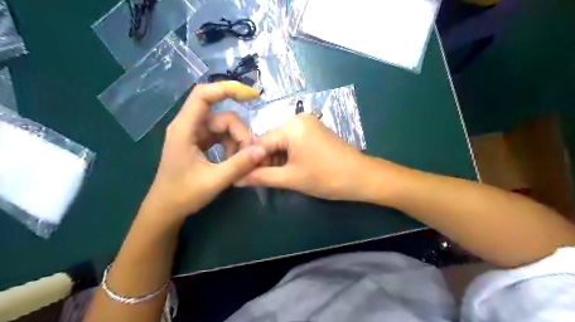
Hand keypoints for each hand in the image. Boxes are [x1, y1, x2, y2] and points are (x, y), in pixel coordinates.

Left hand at [139, 82, 266, 221]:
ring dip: (237, 141)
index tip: (251, 95)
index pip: (203, 95)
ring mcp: (194, 134)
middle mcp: (189, 126)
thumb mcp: (214, 181)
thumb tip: (262, 150)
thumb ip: (239, 165)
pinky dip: (231, 145)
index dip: (226, 89)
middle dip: (240, 133)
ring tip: (241, 161)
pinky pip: (221, 136)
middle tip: (250, 154)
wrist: (165, 209)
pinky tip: (233, 160)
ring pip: (224, 127)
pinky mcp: (199, 142)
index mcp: (185, 129)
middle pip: (222, 116)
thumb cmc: (183, 195)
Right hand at [239, 112, 370, 199]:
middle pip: (271, 141)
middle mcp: (298, 118)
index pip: (261, 142)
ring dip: (277, 159)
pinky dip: (289, 155)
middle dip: (266, 160)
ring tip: (278, 177)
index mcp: (291, 126)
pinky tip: (291, 168)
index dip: (251, 160)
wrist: (361, 177)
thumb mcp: (290, 178)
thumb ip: (261, 177)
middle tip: (263, 179)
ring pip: (282, 142)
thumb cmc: (326, 178)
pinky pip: (294, 141)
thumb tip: (237, 179)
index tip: (244, 176)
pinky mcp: (315, 131)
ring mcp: (309, 123)